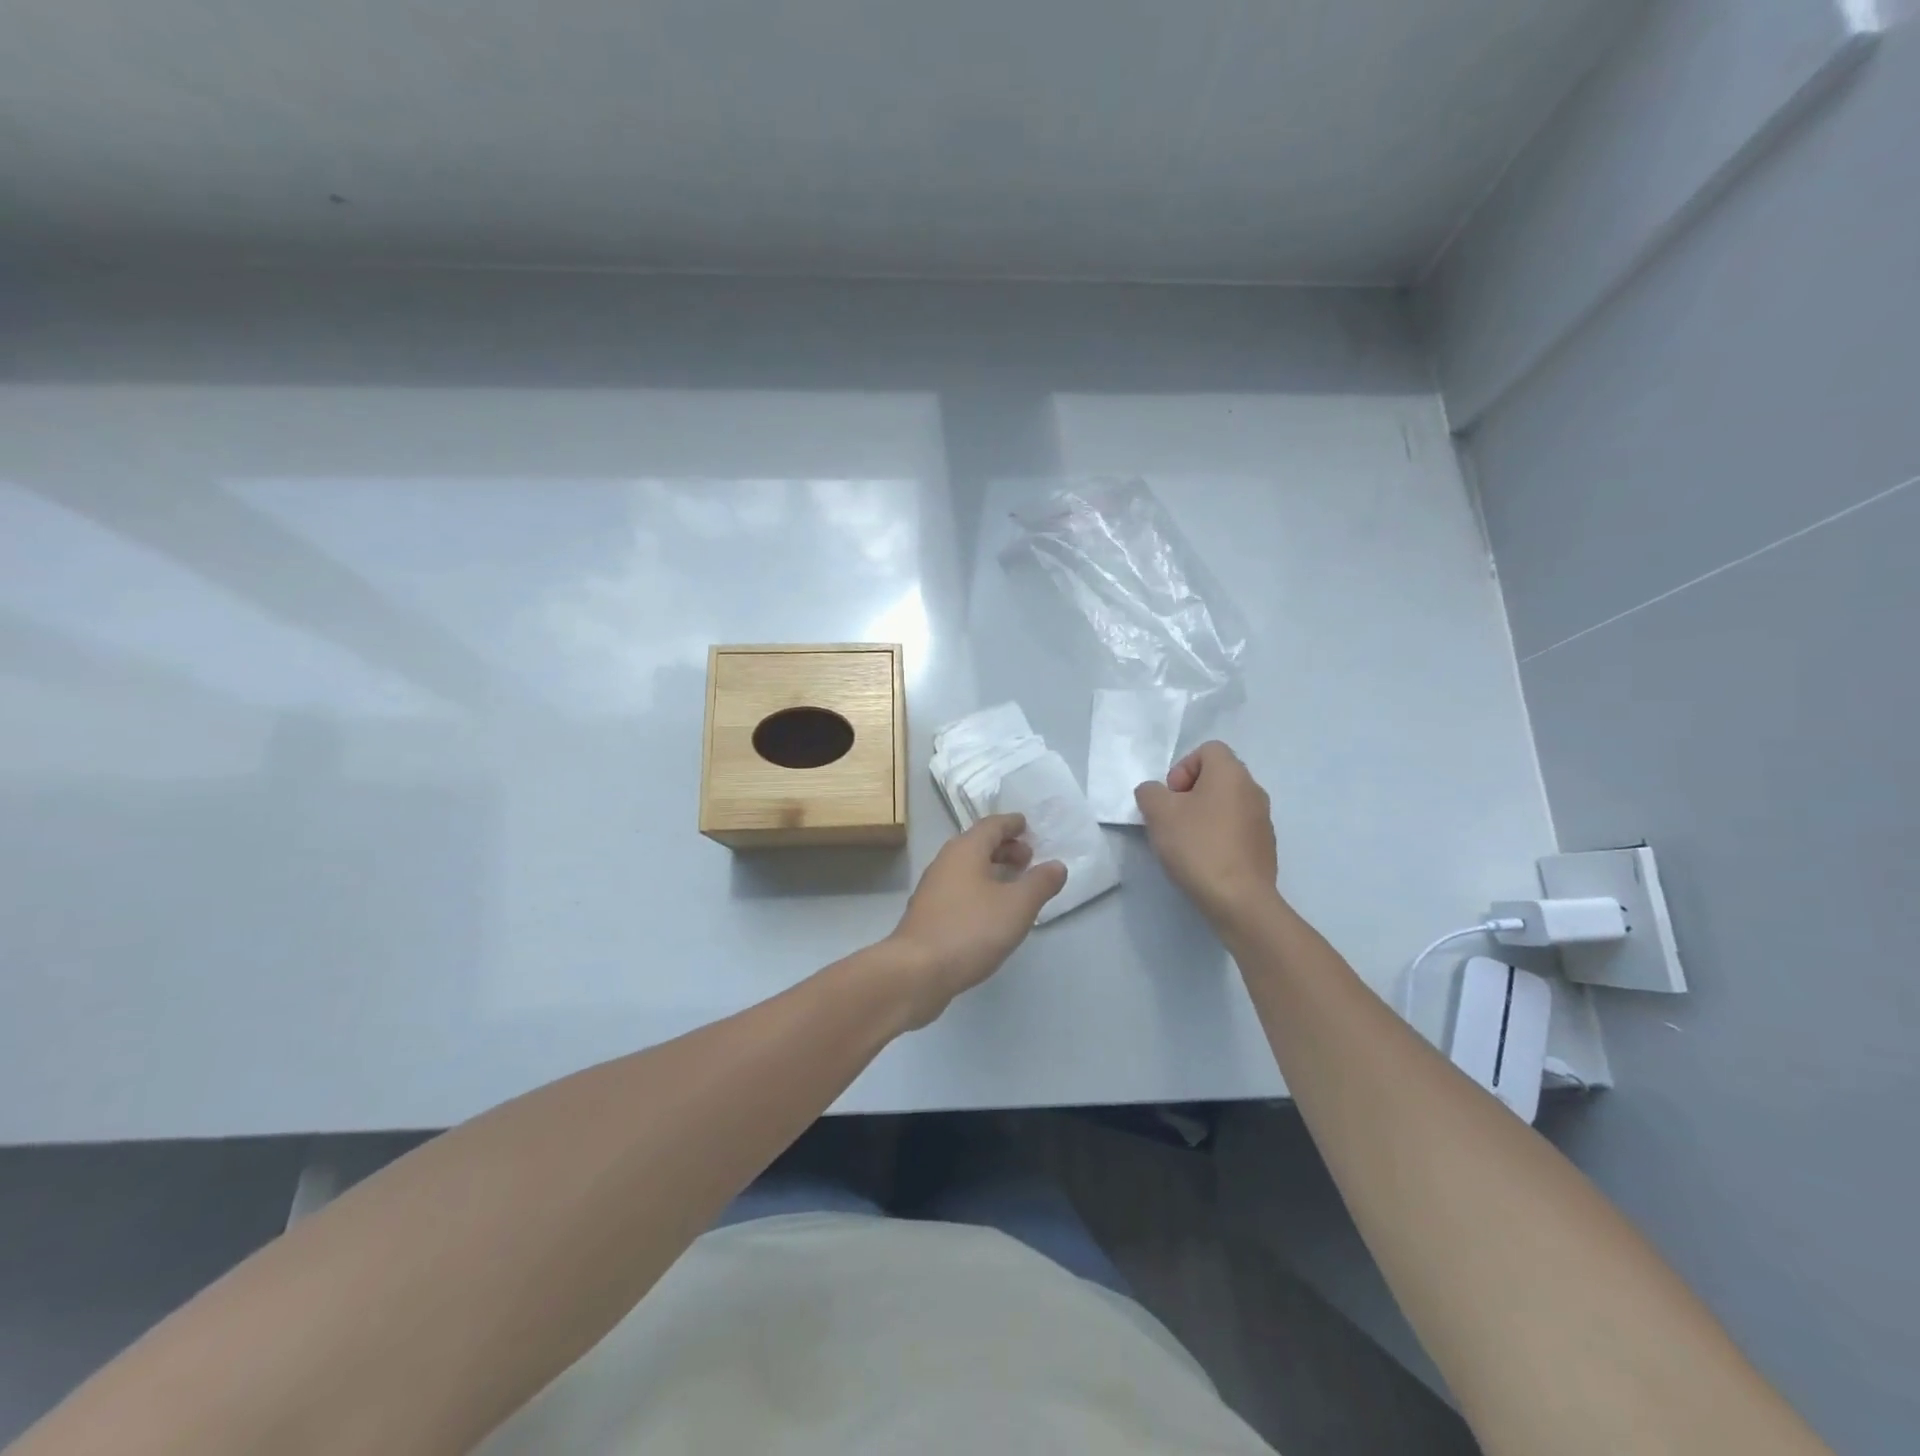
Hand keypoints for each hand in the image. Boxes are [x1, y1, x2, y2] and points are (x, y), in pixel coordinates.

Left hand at [886, 814, 1066, 1027]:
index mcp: (965, 850)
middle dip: (1004, 847)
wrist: (917, 971)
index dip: (1012, 824)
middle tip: (1028, 859)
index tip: (1028, 826)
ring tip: (1015, 885)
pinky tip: (992, 911)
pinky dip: (980, 889)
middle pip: (978, 844)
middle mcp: (945, 862)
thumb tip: (1056, 865)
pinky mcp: (929, 913)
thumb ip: (1040, 883)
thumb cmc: (971, 930)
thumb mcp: (1017, 906)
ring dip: (992, 869)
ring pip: (967, 868)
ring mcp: (933, 888)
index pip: (991, 825)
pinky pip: (960, 889)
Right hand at [1134, 741, 1279, 924]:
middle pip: (1216, 777)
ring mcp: (1263, 820)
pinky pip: (1236, 829)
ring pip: (1226, 804)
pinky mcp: (1265, 847)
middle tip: (1173, 819)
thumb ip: (1150, 793)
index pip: (1207, 750)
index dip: (1182, 768)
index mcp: (1231, 773)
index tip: (1171, 797)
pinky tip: (1205, 860)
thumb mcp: (1158, 813)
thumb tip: (1155, 793)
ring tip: (1186, 843)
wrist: (1239, 900)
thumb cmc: (1198, 846)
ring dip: (1203, 816)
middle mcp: (1253, 789)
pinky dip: (1219, 836)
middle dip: (1190, 793)